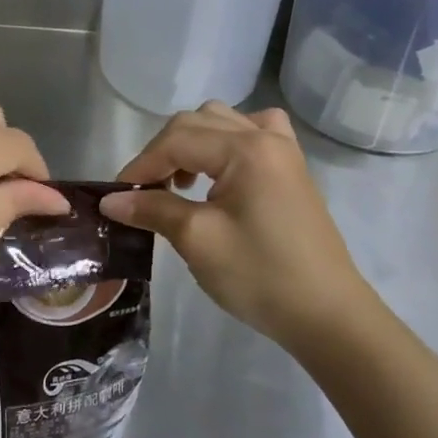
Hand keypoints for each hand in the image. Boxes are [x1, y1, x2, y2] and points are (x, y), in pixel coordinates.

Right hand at [99, 103, 385, 353]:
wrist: (326, 315)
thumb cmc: (259, 275)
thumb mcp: (197, 240)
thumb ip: (152, 209)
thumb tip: (110, 200)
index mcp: (246, 149)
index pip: (177, 140)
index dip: (141, 165)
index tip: (117, 197)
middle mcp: (265, 137)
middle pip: (196, 123)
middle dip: (162, 152)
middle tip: (143, 193)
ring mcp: (283, 151)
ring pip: (223, 122)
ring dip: (191, 144)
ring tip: (180, 183)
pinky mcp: (291, 170)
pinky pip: (254, 134)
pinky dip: (226, 142)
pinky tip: (220, 170)